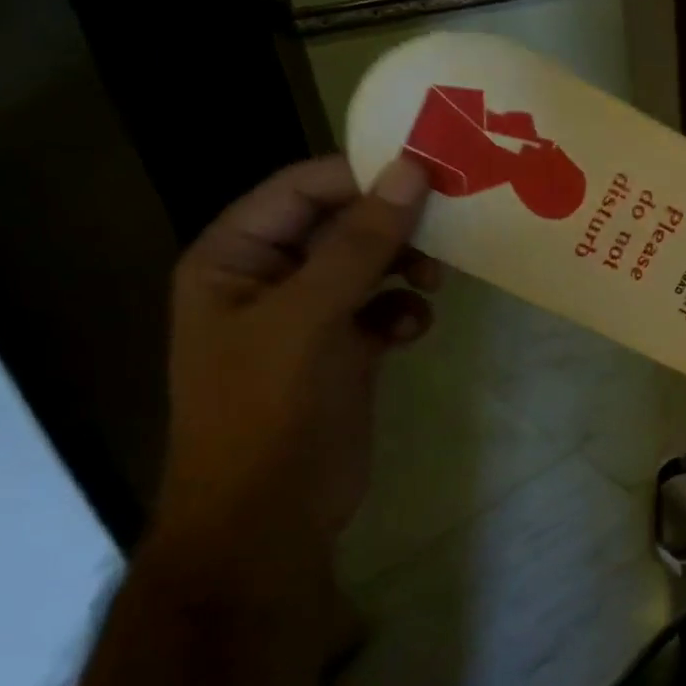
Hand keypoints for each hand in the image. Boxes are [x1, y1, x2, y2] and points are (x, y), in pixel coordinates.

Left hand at [152, 156, 441, 573]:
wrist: (270, 514)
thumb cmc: (270, 408)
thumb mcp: (311, 316)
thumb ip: (361, 243)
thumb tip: (411, 171)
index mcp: (236, 258)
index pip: (301, 190)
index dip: (362, 176)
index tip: (432, 174)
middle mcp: (271, 280)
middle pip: (342, 226)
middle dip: (394, 227)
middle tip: (449, 228)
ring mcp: (310, 318)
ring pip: (371, 267)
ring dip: (406, 268)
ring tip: (434, 284)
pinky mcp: (345, 352)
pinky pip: (383, 309)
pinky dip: (404, 313)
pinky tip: (413, 330)